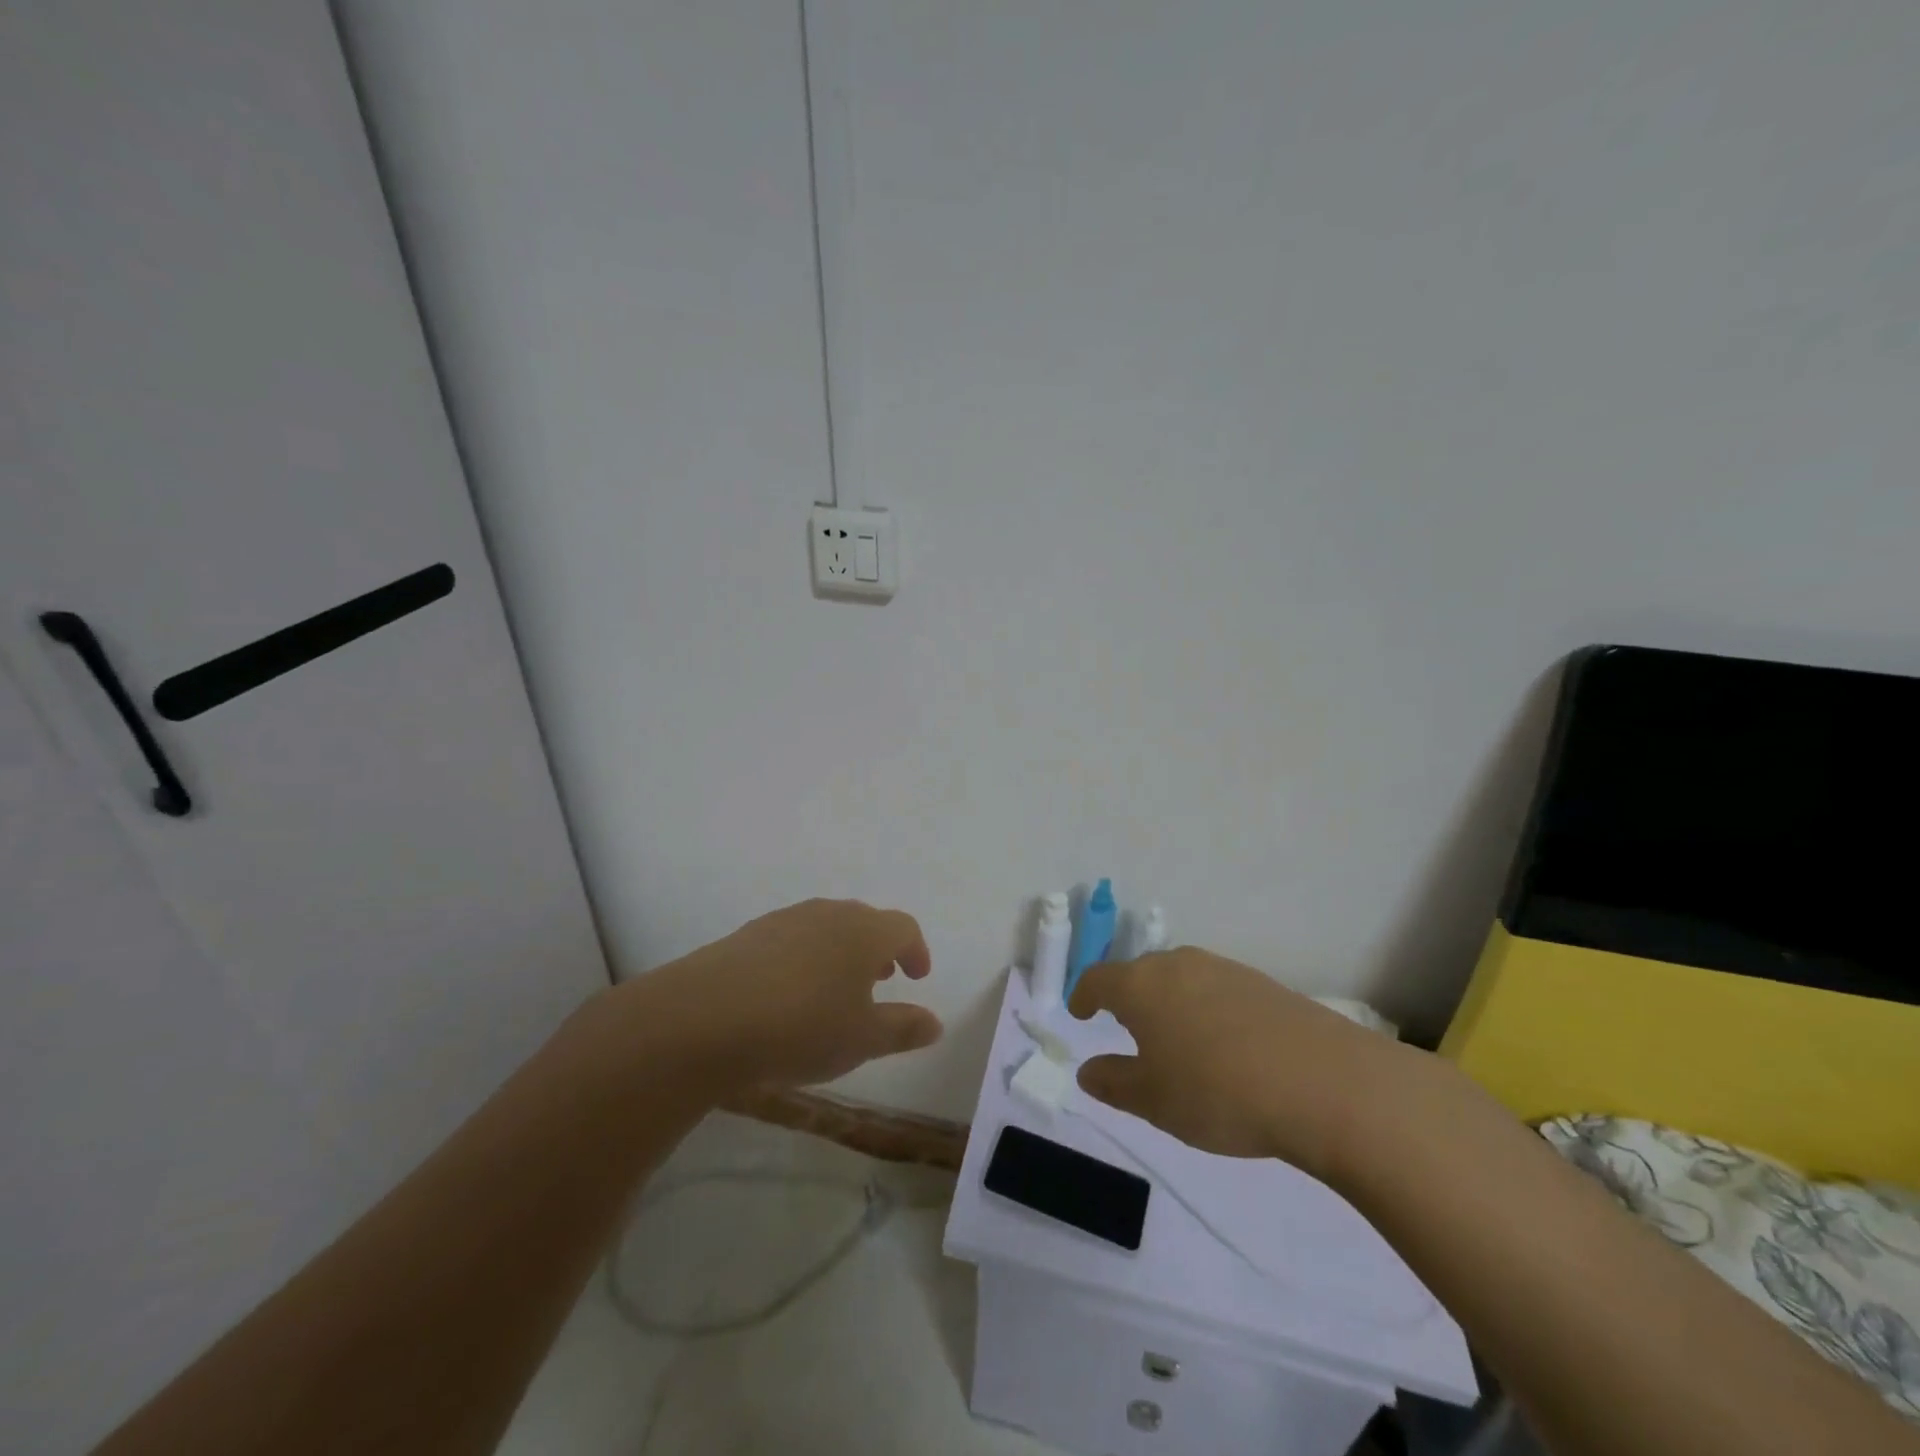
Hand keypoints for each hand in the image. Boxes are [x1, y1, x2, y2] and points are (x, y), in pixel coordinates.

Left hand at [629, 899, 941, 1089]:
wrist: (704, 1017)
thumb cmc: (801, 1027)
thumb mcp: (862, 1039)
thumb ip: (902, 1028)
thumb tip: (934, 1022)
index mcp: (865, 931)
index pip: (904, 928)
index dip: (916, 950)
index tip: (917, 976)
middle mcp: (829, 913)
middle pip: (865, 921)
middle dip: (879, 949)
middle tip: (881, 978)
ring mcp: (786, 919)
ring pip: (827, 927)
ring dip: (841, 952)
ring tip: (836, 989)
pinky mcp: (749, 933)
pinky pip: (792, 938)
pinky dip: (805, 958)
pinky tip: (789, 993)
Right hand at [1069, 947, 1406, 1175]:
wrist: (1324, 1083)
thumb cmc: (1218, 1092)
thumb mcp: (1154, 1101)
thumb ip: (1114, 1082)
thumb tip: (1088, 1070)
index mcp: (1140, 985)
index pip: (1097, 979)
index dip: (1084, 995)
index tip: (1079, 1012)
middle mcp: (1177, 964)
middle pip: (1139, 974)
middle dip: (1128, 998)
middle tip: (1128, 1029)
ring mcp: (1223, 969)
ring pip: (1180, 979)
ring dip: (1169, 1003)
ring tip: (1177, 1040)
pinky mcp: (1261, 983)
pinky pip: (1216, 989)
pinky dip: (1206, 1009)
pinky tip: (1224, 1045)